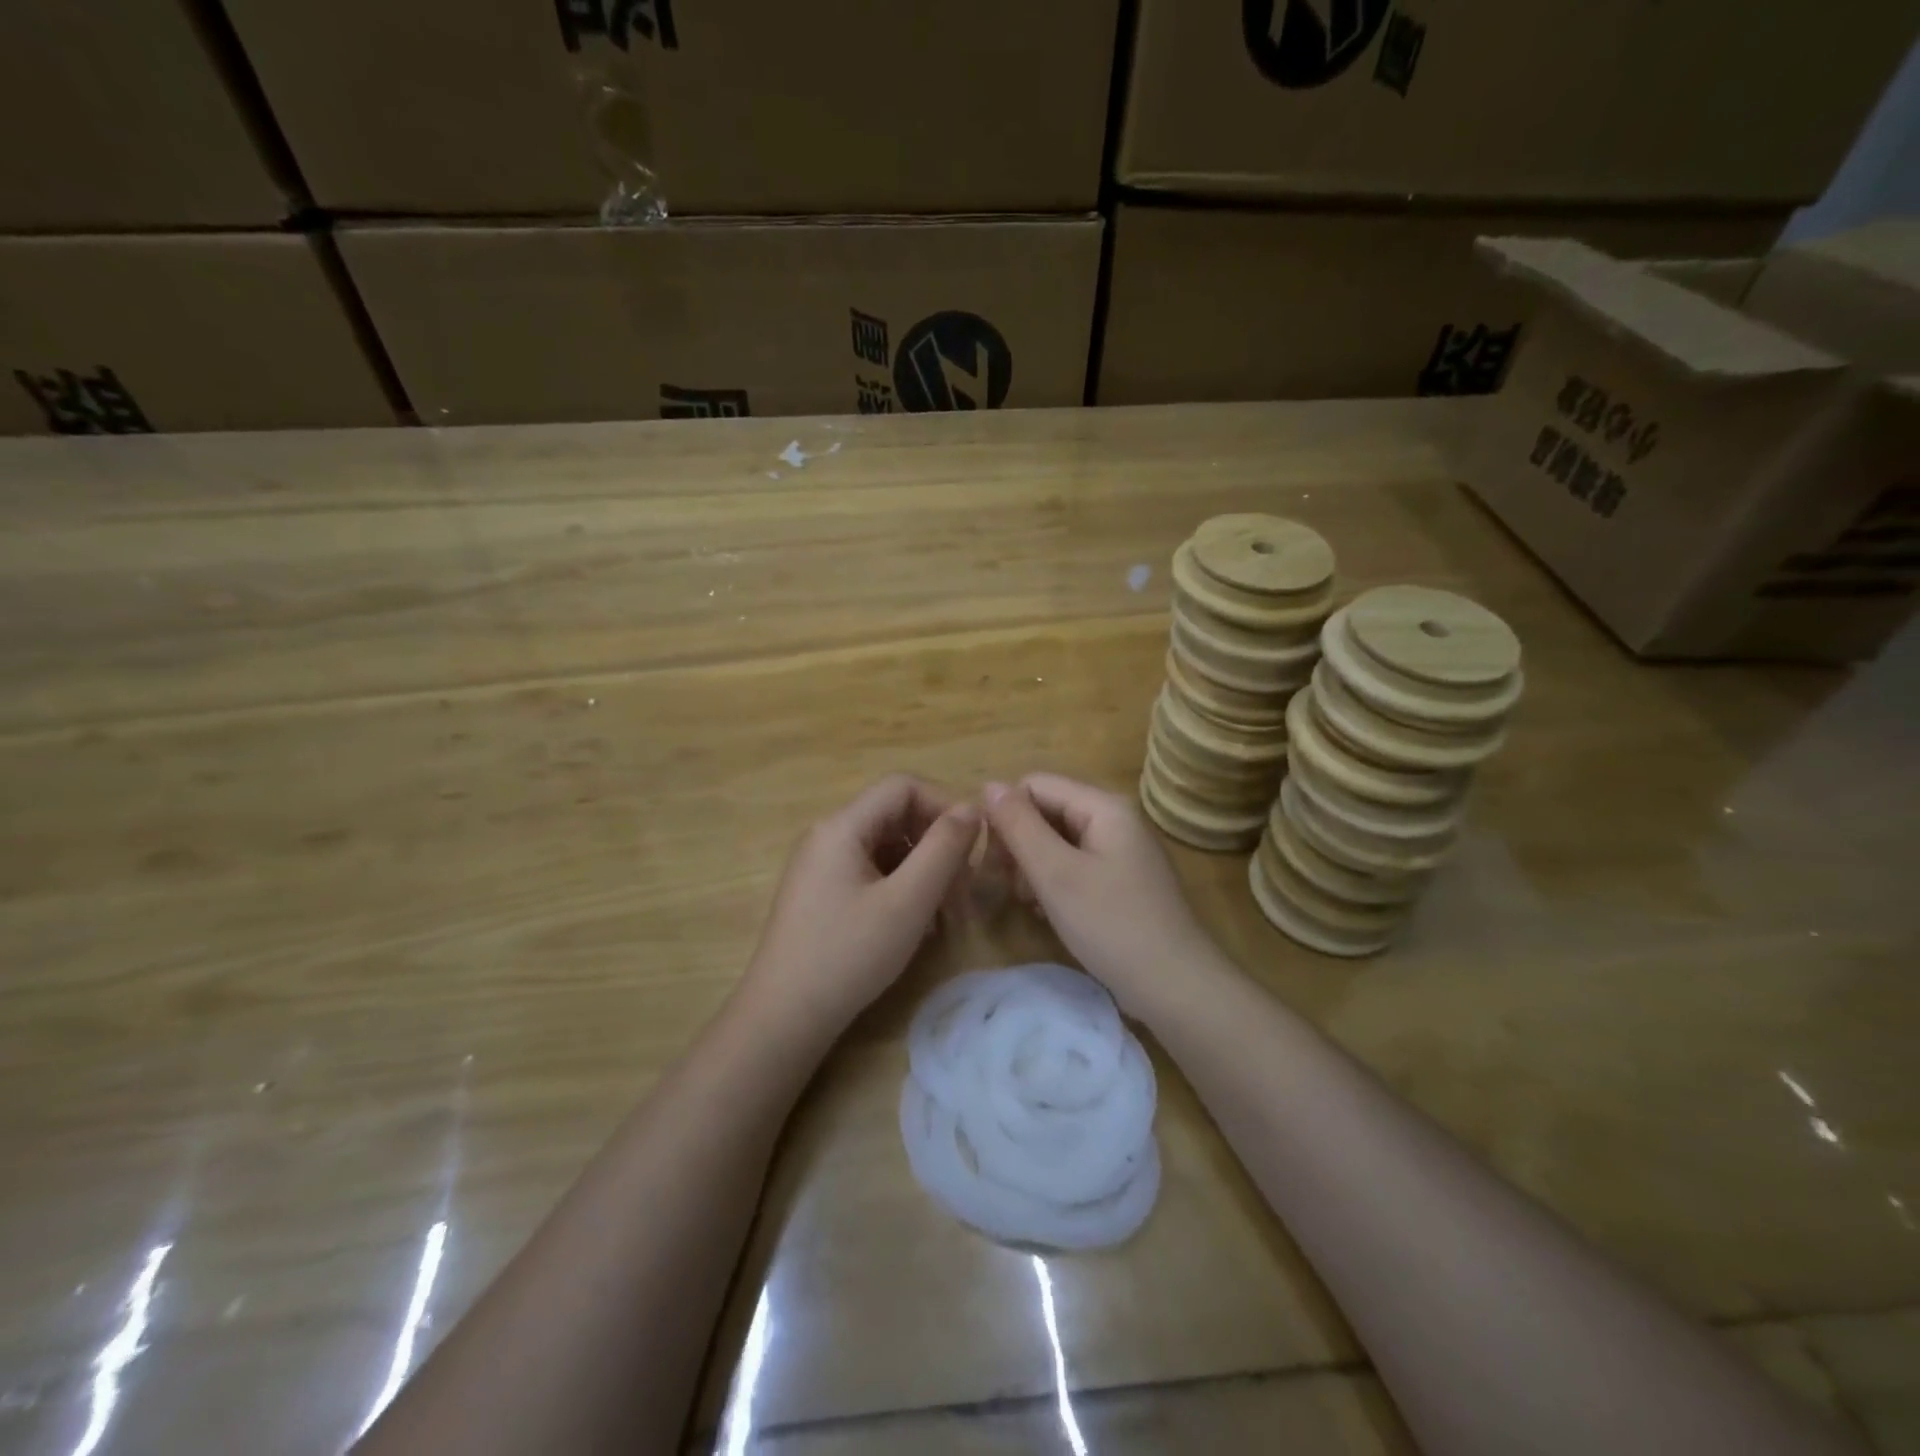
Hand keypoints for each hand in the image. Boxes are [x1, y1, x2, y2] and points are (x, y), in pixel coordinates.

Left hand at [742, 775, 978, 1035]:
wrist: (783, 1018)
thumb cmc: (849, 954)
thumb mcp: (908, 901)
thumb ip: (943, 849)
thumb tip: (971, 809)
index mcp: (842, 826)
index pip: (902, 786)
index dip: (944, 804)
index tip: (973, 845)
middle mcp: (828, 836)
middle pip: (896, 817)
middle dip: (937, 846)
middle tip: (965, 892)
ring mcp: (821, 866)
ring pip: (887, 849)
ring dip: (924, 872)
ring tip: (946, 916)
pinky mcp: (822, 894)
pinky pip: (872, 873)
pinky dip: (902, 889)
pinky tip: (918, 925)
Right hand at [982, 774, 1229, 1019]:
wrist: (1174, 986)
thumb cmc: (1112, 924)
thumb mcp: (1056, 873)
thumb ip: (1019, 826)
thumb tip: (989, 785)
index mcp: (1104, 806)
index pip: (1035, 785)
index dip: (1006, 815)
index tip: (992, 859)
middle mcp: (1115, 819)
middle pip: (1047, 811)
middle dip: (1019, 843)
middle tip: (1005, 885)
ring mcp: (1121, 851)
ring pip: (1058, 841)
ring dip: (1033, 866)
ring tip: (1028, 902)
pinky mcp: (1122, 881)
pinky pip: (1075, 865)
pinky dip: (1055, 883)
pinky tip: (1048, 912)